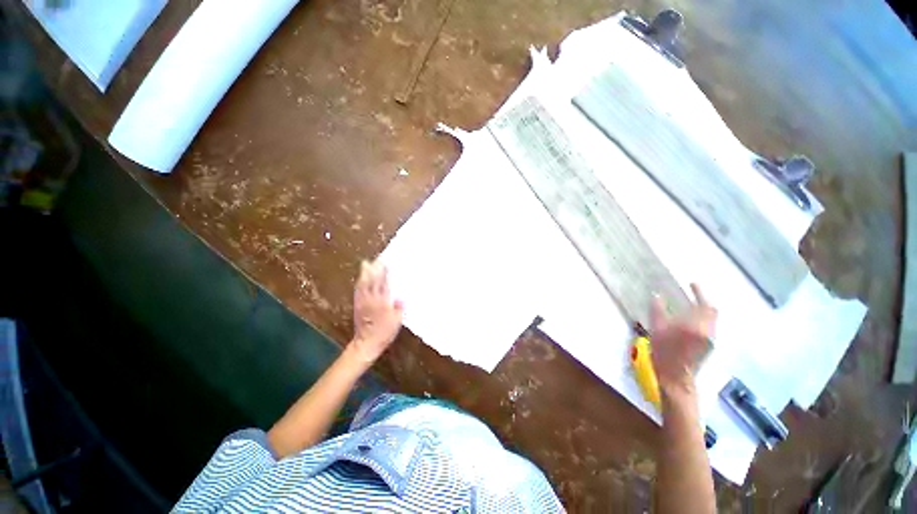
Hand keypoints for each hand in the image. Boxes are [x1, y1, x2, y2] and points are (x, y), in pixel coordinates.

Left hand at [351, 259, 403, 364]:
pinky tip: (361, 279)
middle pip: (371, 281)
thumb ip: (398, 308)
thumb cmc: (384, 333)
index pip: (383, 284)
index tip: (386, 263)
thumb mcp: (396, 321)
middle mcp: (371, 300)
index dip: (383, 273)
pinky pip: (358, 290)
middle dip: (373, 270)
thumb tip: (401, 297)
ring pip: (363, 284)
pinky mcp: (357, 305)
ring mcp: (362, 302)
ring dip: (364, 273)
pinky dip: (360, 282)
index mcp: (381, 302)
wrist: (366, 343)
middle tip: (376, 260)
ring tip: (367, 264)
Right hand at [650, 284, 715, 399]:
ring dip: (703, 309)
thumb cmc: (663, 352)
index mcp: (695, 326)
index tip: (692, 283)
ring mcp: (710, 339)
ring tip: (690, 304)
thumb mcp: (656, 329)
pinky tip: (690, 319)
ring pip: (711, 319)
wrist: (676, 377)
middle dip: (703, 300)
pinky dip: (702, 318)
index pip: (704, 305)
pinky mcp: (709, 345)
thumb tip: (657, 296)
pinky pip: (709, 326)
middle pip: (711, 311)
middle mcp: (708, 331)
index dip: (700, 293)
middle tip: (692, 293)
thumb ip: (658, 311)